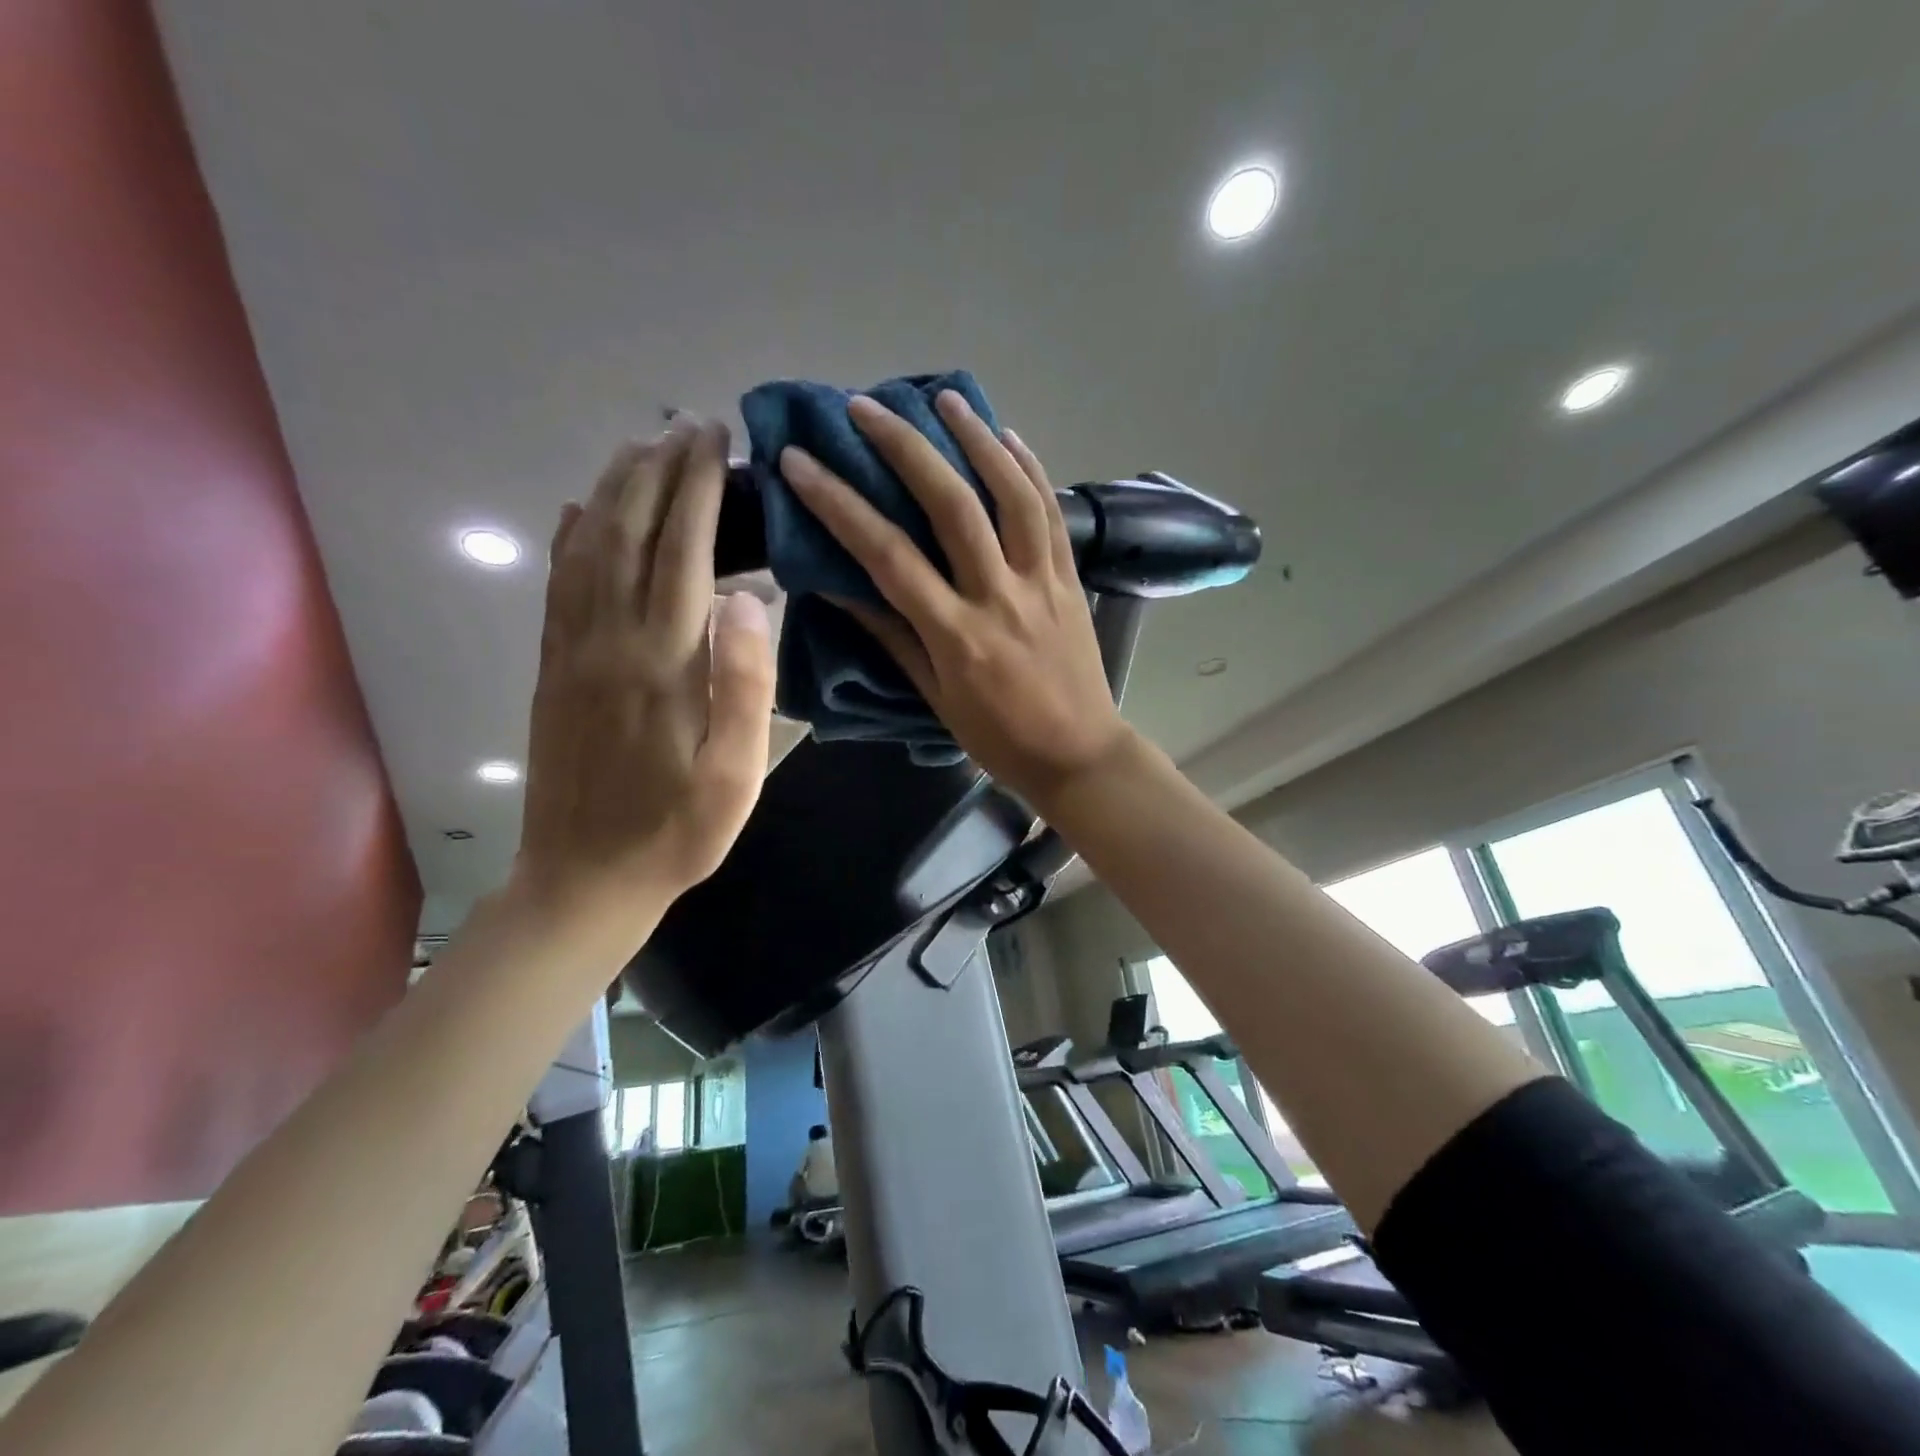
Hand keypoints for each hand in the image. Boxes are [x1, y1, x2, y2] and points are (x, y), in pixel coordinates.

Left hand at [517, 419, 775, 925]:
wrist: (585, 878)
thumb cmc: (677, 832)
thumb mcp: (736, 776)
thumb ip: (745, 687)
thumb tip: (747, 598)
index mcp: (663, 665)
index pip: (683, 552)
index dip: (699, 489)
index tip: (715, 439)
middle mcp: (610, 642)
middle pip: (631, 534)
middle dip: (659, 471)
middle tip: (686, 425)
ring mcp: (573, 652)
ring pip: (588, 548)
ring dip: (614, 489)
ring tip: (639, 447)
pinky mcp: (554, 668)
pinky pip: (558, 585)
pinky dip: (570, 536)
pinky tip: (579, 509)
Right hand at [779, 391, 1130, 810]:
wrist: (1079, 755)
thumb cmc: (999, 737)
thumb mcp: (935, 697)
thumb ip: (893, 637)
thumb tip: (842, 587)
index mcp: (957, 635)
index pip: (888, 557)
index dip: (839, 504)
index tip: (800, 462)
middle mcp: (999, 597)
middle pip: (953, 507)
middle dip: (905, 448)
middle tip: (866, 406)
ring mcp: (1042, 583)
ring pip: (1013, 496)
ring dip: (978, 439)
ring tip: (944, 398)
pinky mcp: (1072, 579)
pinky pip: (1053, 515)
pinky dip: (1032, 470)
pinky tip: (1009, 436)